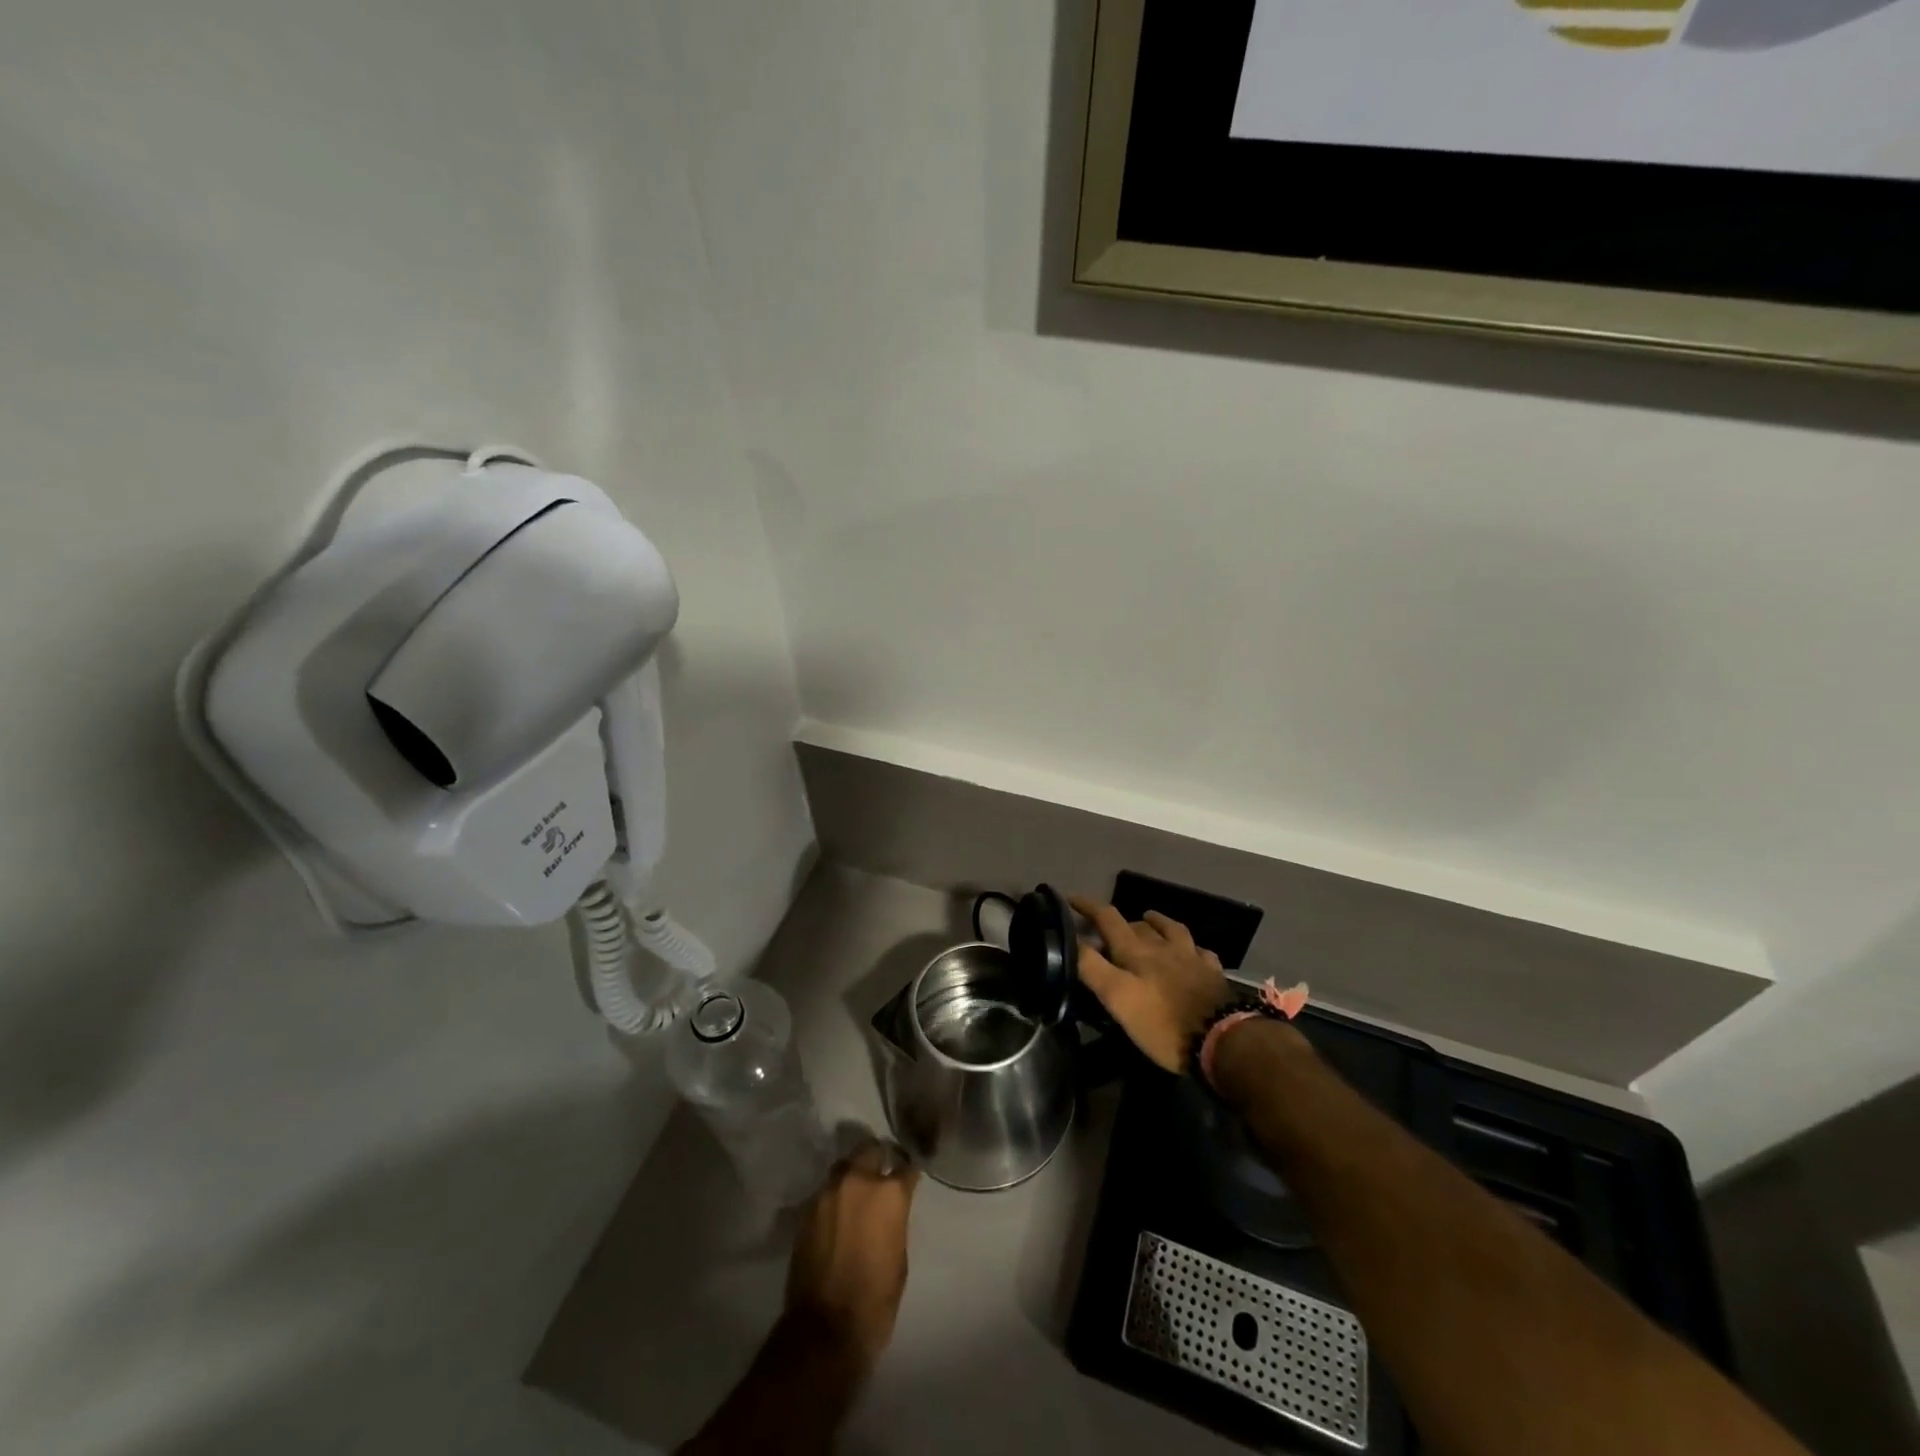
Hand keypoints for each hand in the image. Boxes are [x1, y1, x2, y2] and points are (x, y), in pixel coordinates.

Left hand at [782, 1140, 918, 1371]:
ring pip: (844, 1166)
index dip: (908, 1172)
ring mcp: (828, 1192)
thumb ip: (895, 1220)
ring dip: (852, 1175)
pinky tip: (836, 1215)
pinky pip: (825, 1191)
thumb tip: (889, 1210)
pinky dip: (833, 1197)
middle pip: (870, 1150)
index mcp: (889, 1193)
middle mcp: (858, 1181)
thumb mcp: (899, 1257)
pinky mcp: (806, 1209)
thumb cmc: (875, 1300)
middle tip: (880, 1177)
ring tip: (855, 1194)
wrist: (825, 1329)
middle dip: (878, 1159)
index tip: (909, 1178)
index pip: (906, 1166)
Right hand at [1071, 897, 1235, 1073]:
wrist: (1222, 1040)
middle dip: (1118, 921)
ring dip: (1156, 923)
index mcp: (1136, 951)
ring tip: (1148, 921)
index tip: (1070, 898)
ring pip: (1171, 930)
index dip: (1087, 906)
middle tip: (1106, 931)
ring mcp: (1191, 958)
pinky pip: (1200, 951)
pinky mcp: (1213, 975)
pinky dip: (1190, 947)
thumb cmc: (1162, 1023)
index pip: (1107, 918)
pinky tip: (1191, 951)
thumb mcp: (1118, 998)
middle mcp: (1163, 946)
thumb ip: (1092, 967)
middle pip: (1137, 924)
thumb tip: (1071, 939)